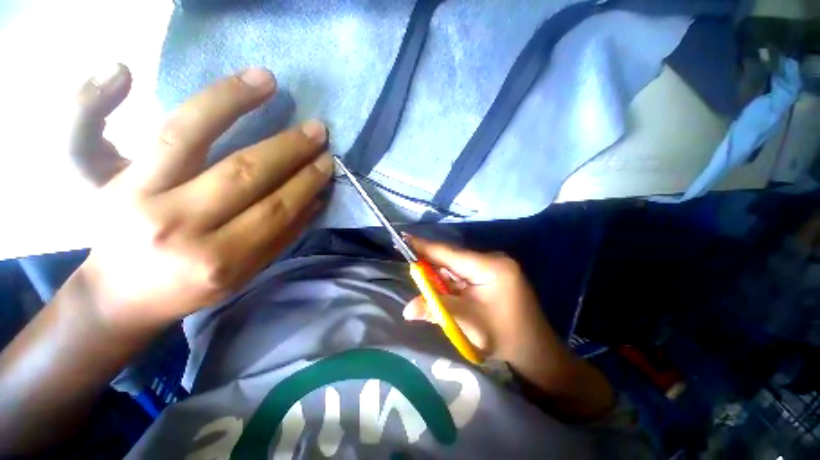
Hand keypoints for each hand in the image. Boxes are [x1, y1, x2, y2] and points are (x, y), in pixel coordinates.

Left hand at [71, 64, 332, 332]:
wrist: (123, 298)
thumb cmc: (191, 287)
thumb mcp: (247, 273)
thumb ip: (282, 237)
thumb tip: (316, 200)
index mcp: (222, 261)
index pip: (277, 209)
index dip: (307, 181)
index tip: (327, 161)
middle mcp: (178, 227)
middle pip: (245, 172)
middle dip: (290, 148)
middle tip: (317, 130)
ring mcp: (135, 198)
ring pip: (187, 135)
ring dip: (234, 101)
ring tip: (266, 80)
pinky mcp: (103, 183)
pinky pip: (91, 132)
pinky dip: (99, 97)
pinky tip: (123, 69)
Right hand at [402, 236, 564, 371]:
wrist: (535, 351)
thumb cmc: (505, 337)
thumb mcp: (468, 323)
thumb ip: (436, 310)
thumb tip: (407, 309)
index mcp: (491, 266)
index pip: (450, 253)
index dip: (425, 246)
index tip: (404, 238)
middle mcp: (492, 260)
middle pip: (452, 258)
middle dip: (430, 261)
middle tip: (407, 260)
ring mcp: (493, 266)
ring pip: (456, 265)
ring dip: (439, 272)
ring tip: (419, 273)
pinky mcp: (492, 274)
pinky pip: (463, 272)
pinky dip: (449, 279)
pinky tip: (439, 284)